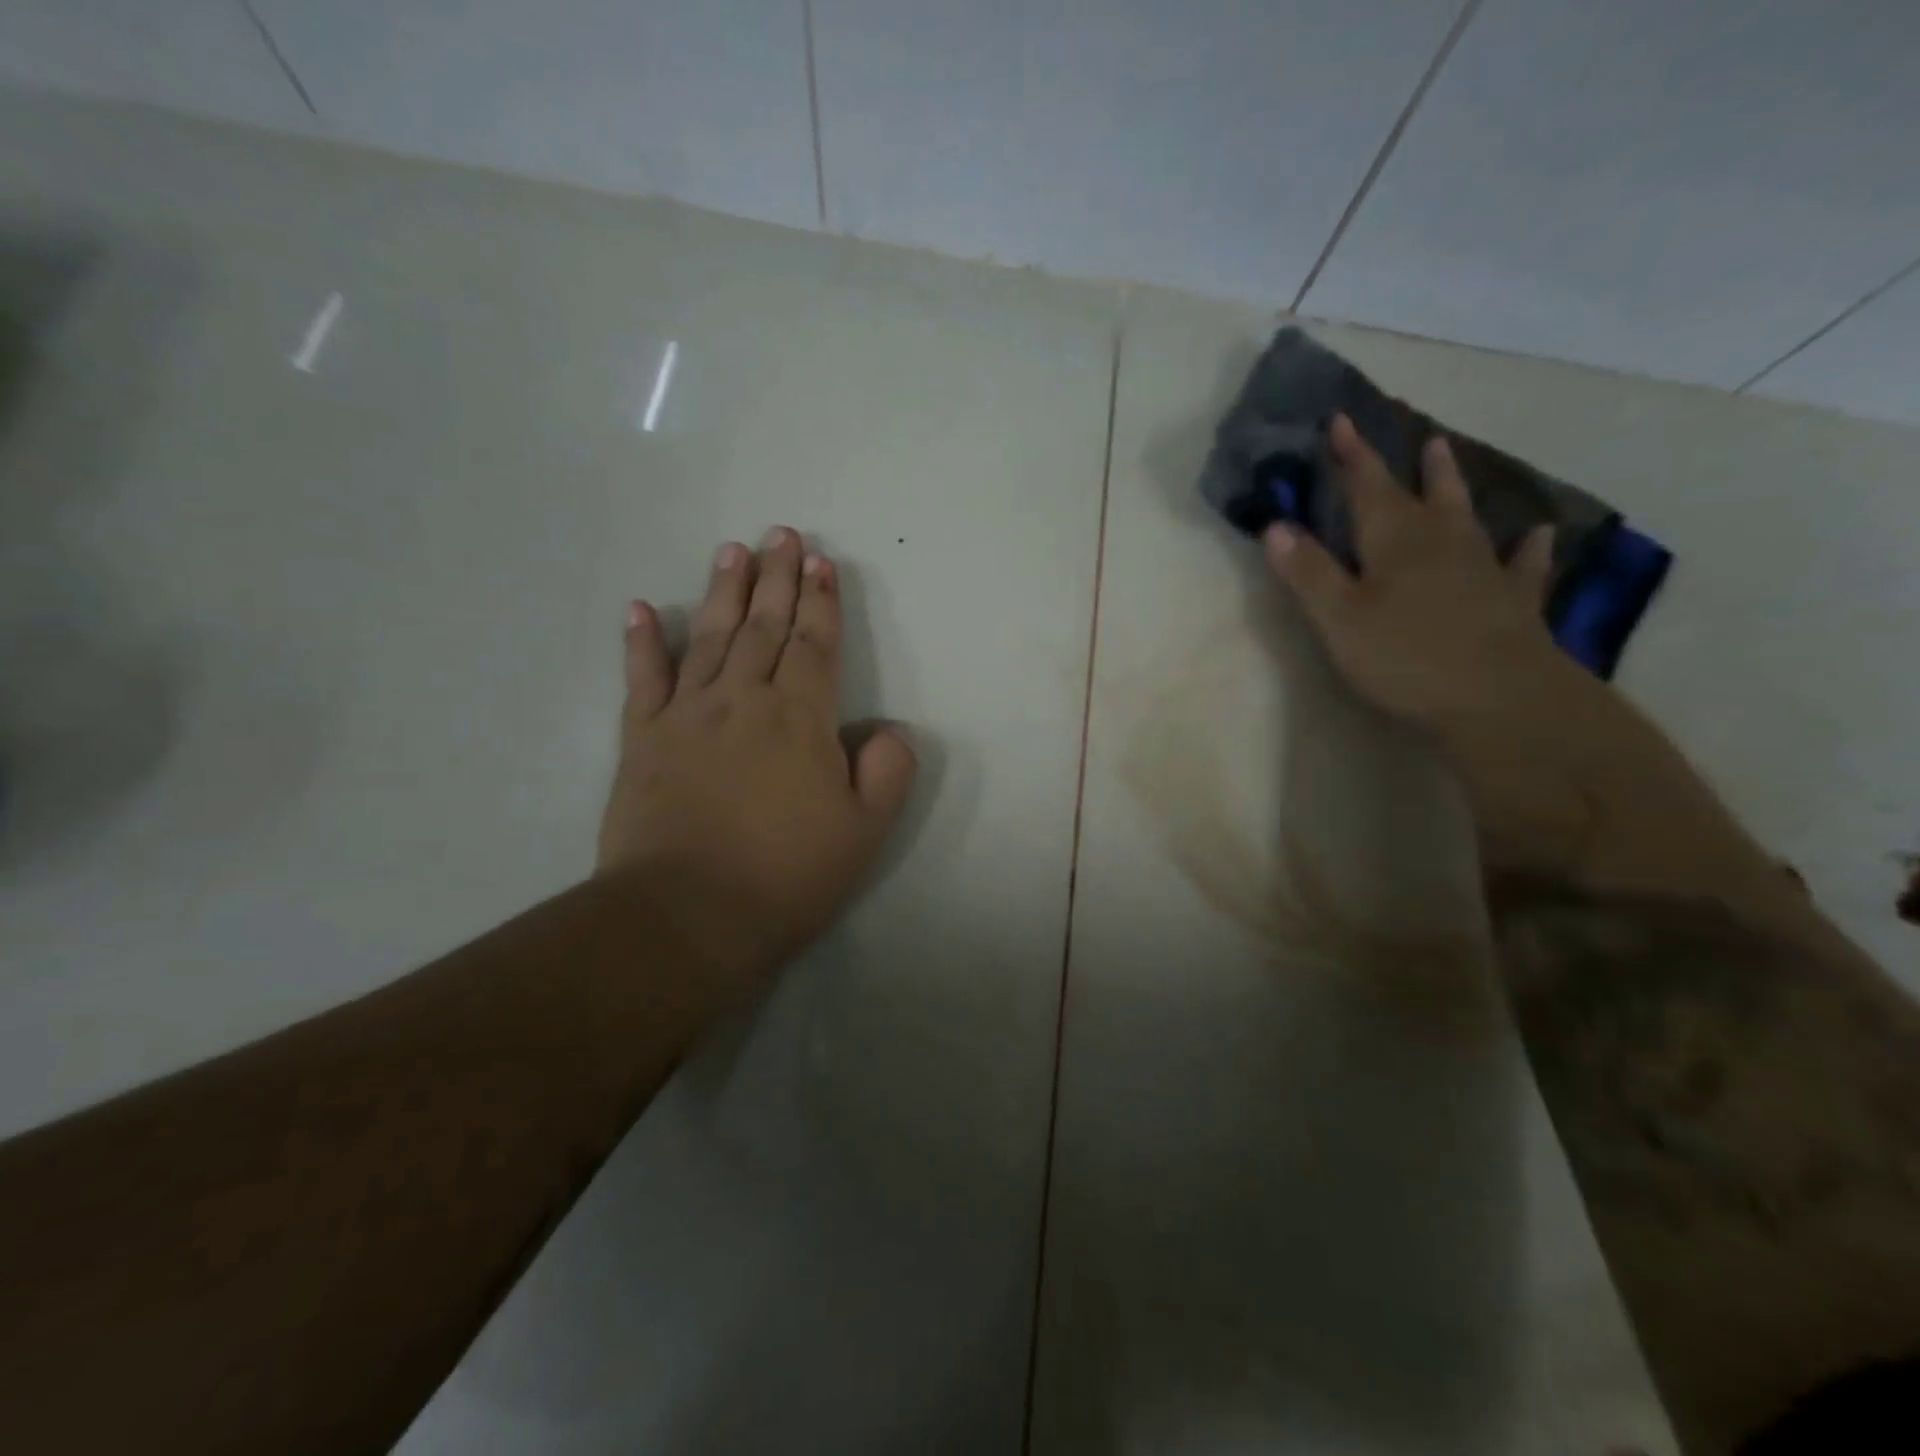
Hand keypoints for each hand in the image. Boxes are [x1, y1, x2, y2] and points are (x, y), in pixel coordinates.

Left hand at [598, 527, 916, 985]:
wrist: (688, 916)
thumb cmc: (786, 875)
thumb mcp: (865, 831)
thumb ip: (888, 771)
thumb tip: (888, 730)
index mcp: (800, 718)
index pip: (815, 644)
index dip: (821, 601)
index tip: (820, 561)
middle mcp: (744, 699)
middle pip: (764, 626)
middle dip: (777, 578)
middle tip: (780, 533)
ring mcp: (687, 715)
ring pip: (710, 638)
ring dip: (724, 591)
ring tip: (733, 550)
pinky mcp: (642, 739)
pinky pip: (643, 678)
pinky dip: (642, 641)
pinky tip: (642, 608)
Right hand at [1263, 414, 1561, 732]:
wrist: (1500, 698)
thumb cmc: (1406, 657)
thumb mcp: (1340, 618)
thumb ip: (1308, 572)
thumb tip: (1276, 525)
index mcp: (1395, 542)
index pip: (1368, 486)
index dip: (1352, 454)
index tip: (1341, 420)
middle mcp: (1442, 543)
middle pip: (1422, 493)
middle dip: (1409, 465)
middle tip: (1411, 434)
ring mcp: (1484, 570)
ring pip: (1467, 516)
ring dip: (1454, 486)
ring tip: (1450, 456)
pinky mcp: (1514, 602)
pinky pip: (1522, 564)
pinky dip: (1528, 547)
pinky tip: (1539, 535)